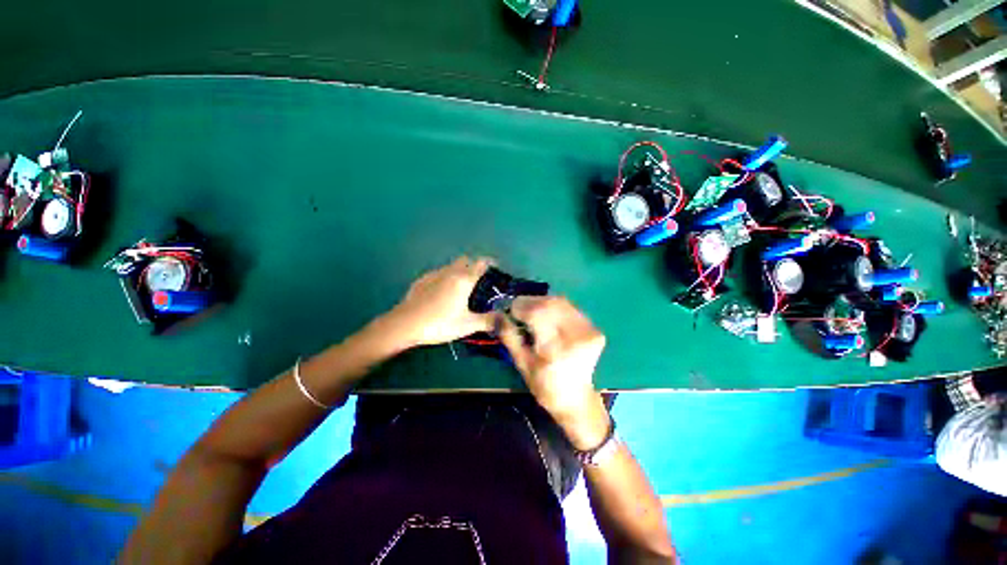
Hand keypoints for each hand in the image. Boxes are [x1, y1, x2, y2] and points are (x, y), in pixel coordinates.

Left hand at [386, 256, 495, 346]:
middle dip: (474, 265)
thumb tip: (504, 319)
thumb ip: (488, 321)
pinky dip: (446, 277)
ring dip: (459, 271)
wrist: (404, 324)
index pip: (481, 263)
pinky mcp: (422, 280)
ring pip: (451, 266)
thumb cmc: (439, 323)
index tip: (495, 268)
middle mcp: (450, 272)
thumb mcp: (467, 325)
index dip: (490, 262)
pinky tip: (442, 293)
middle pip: (465, 260)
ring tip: (461, 288)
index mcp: (464, 280)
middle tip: (478, 281)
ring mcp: (434, 274)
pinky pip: (439, 273)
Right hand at [498, 296, 610, 450]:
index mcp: (557, 349)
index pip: (537, 313)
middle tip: (517, 308)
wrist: (576, 399)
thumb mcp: (522, 364)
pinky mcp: (594, 328)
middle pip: (550, 303)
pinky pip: (570, 308)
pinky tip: (546, 314)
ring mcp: (589, 330)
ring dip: (541, 302)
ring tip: (530, 310)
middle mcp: (576, 335)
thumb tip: (496, 314)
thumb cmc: (544, 386)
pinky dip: (554, 307)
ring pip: (561, 302)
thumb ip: (509, 336)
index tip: (508, 310)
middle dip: (530, 302)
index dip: (520, 307)